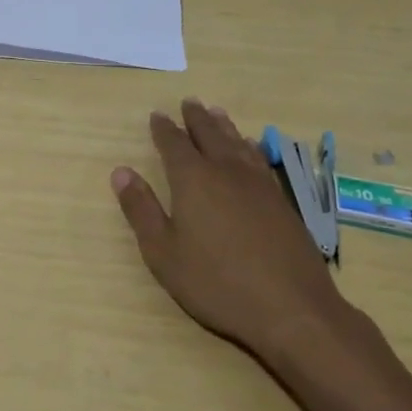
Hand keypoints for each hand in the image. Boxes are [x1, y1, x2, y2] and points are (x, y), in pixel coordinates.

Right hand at [112, 100, 346, 359]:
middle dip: (196, 118)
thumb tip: (121, 172)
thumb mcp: (164, 252)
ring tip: (217, 112)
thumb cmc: (216, 282)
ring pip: (238, 143)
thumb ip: (141, 209)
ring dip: (224, 126)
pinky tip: (250, 148)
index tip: (157, 115)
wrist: (290, 308)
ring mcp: (259, 184)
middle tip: (189, 102)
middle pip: (209, 135)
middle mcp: (226, 172)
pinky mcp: (281, 201)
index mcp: (193, 180)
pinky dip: (249, 146)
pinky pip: (259, 159)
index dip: (164, 129)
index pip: (174, 144)